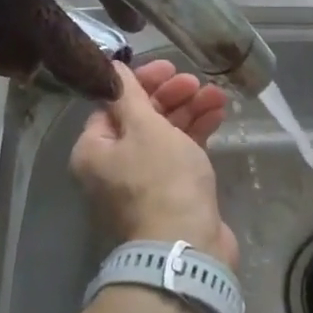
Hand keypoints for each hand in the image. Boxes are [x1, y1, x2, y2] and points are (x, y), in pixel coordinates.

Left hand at [71, 61, 236, 266]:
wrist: (186, 246)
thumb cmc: (161, 180)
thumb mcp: (145, 128)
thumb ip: (129, 95)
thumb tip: (109, 67)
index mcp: (94, 150)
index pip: (113, 104)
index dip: (142, 82)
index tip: (170, 67)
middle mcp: (112, 166)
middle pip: (140, 119)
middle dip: (171, 97)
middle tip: (195, 82)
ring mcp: (143, 182)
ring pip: (164, 136)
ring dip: (188, 112)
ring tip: (217, 96)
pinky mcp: (171, 193)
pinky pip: (180, 154)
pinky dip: (196, 134)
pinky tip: (218, 116)